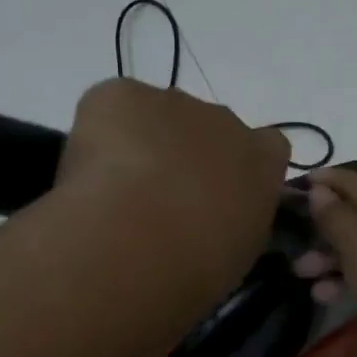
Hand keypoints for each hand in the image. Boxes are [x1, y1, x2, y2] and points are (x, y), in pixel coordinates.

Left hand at [58, 79, 289, 286]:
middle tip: (160, 201)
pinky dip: (99, 132)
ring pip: (157, 116)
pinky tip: (90, 172)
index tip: (218, 197)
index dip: (238, 168)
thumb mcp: (240, 252)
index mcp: (263, 159)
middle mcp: (225, 119)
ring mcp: (173, 101)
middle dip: (186, 155)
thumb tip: (218, 219)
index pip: (266, 147)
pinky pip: (110, 107)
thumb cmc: (202, 261)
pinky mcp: (122, 95)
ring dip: (142, 142)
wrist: (143, 239)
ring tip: (117, 192)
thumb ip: (238, 221)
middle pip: (207, 128)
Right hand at [294, 167, 356, 356]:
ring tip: (302, 274)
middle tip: (291, 241)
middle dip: (321, 228)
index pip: (350, 181)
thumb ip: (334, 215)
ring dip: (330, 259)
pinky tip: (327, 296)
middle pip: (353, 217)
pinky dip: (349, 282)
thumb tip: (318, 189)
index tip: (298, 184)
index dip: (325, 180)